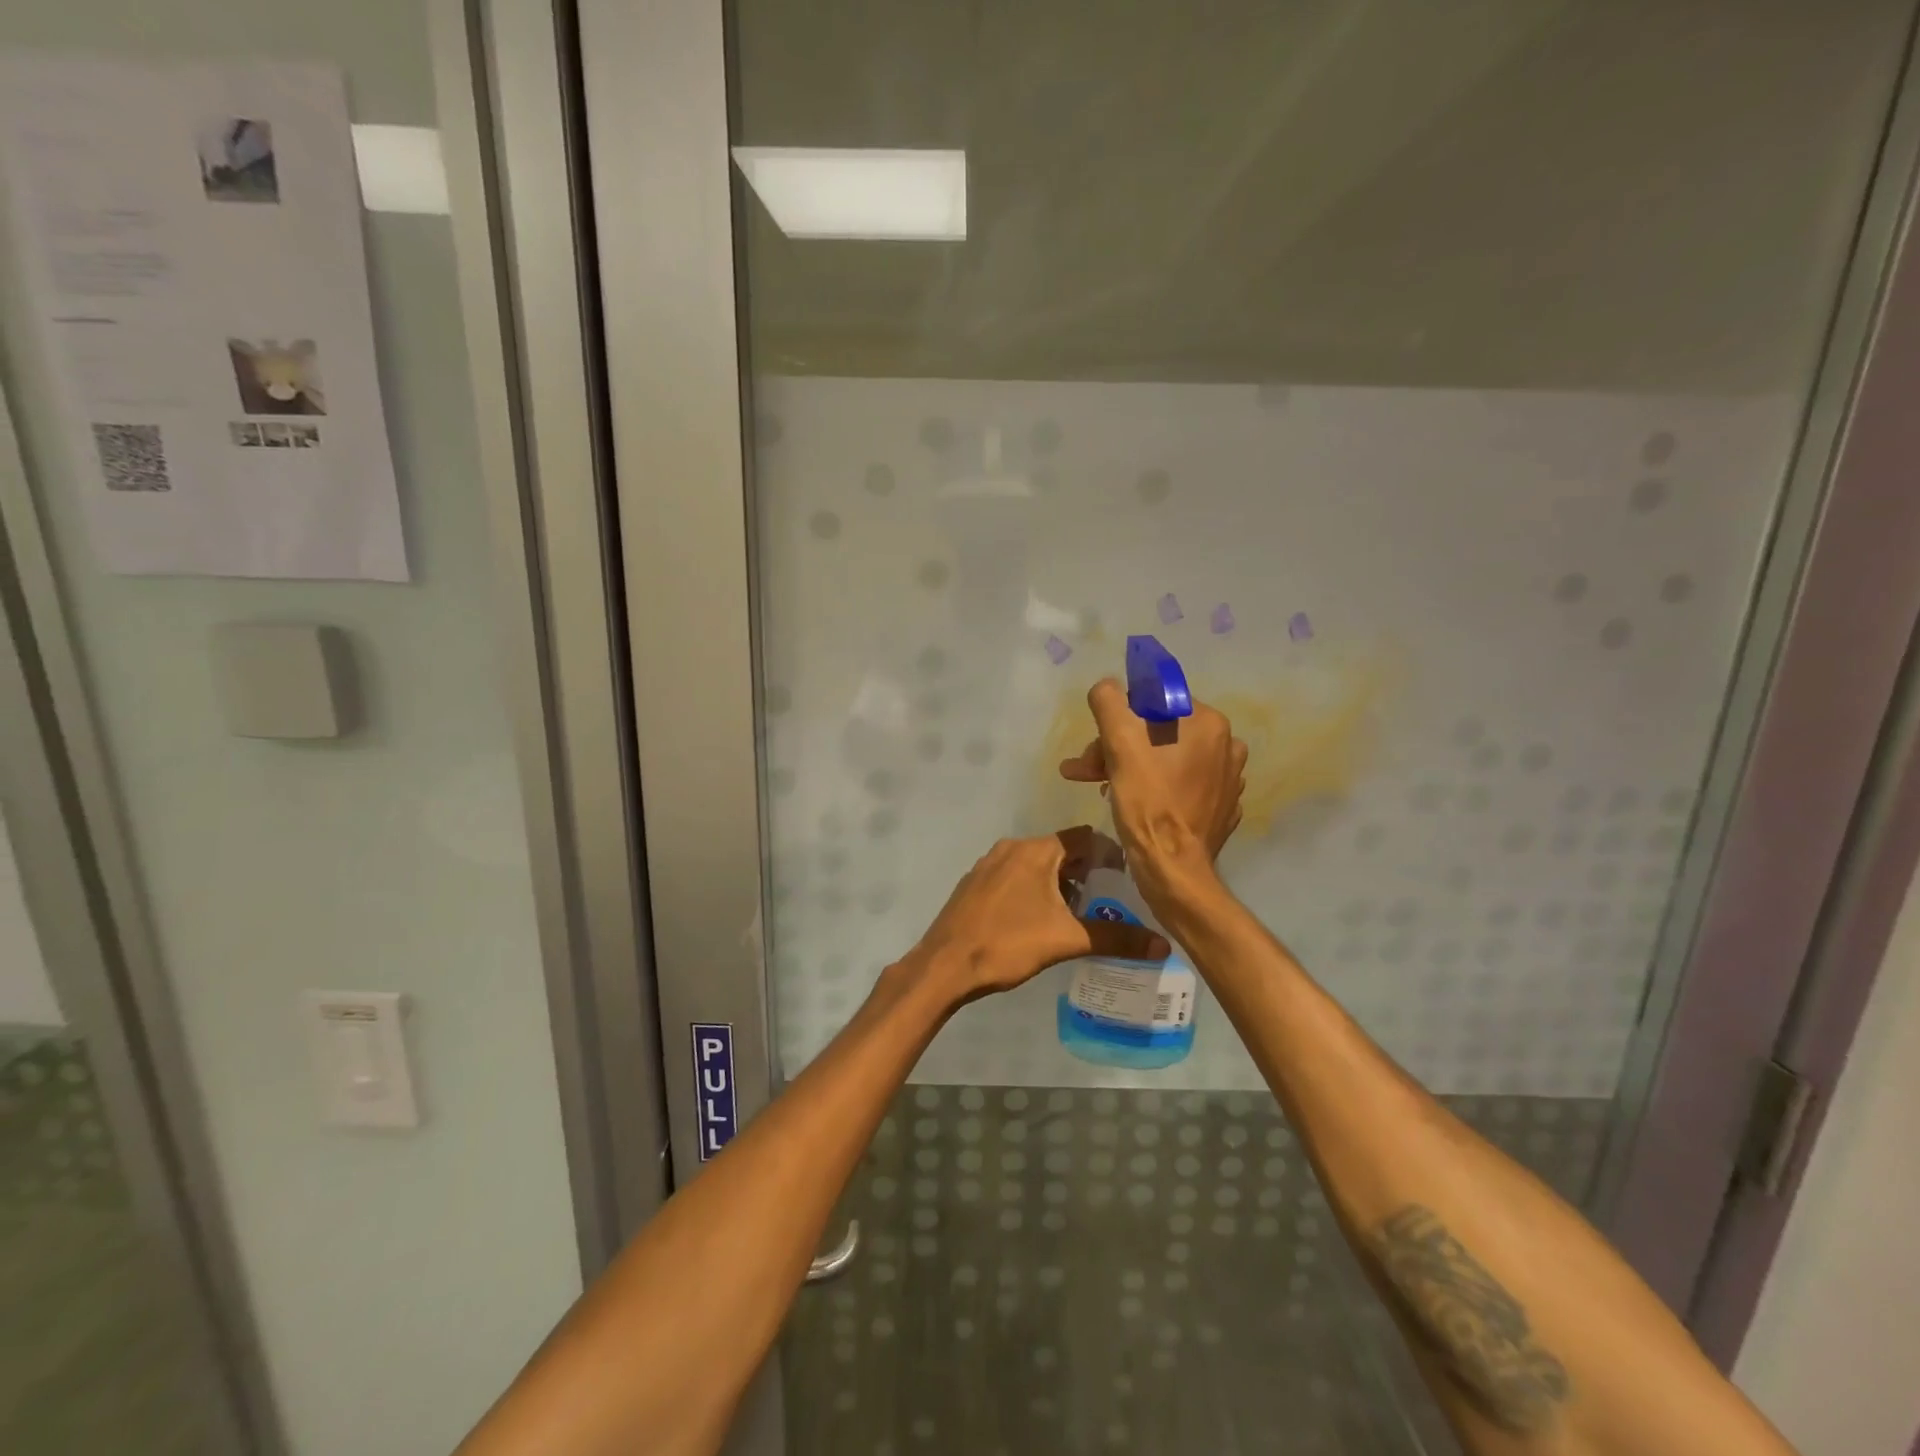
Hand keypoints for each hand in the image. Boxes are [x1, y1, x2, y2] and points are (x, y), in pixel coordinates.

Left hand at [907, 828, 1169, 1006]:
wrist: (944, 965)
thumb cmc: (1007, 944)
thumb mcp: (1066, 940)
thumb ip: (1116, 939)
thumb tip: (1163, 945)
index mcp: (1035, 850)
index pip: (1084, 837)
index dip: (1109, 854)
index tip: (1127, 878)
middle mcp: (1011, 848)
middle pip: (1060, 850)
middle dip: (1085, 871)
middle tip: (1107, 899)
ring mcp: (988, 865)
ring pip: (1035, 864)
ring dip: (1058, 882)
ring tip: (1077, 913)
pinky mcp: (974, 884)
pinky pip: (1014, 876)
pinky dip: (1033, 889)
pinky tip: (1038, 919)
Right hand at [1058, 680, 1245, 897]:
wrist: (1173, 870)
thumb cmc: (1148, 803)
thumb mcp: (1119, 743)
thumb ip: (1109, 702)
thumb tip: (1107, 687)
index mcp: (1208, 722)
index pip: (1153, 703)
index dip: (1118, 721)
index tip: (1097, 746)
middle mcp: (1227, 745)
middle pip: (1158, 733)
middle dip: (1117, 748)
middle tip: (1087, 771)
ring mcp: (1228, 779)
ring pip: (1167, 759)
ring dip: (1130, 767)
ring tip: (1101, 788)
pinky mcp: (1221, 807)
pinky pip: (1180, 785)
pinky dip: (1155, 788)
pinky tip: (1133, 805)